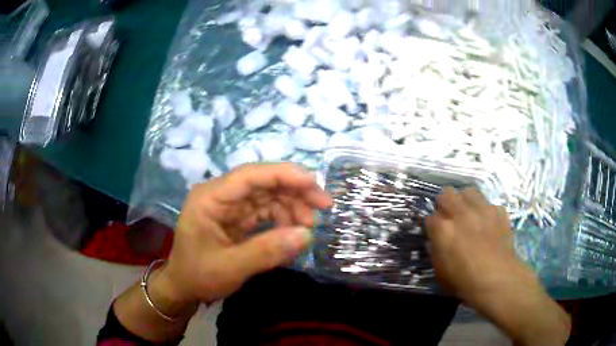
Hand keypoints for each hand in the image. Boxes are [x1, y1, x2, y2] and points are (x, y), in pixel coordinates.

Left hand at [158, 163, 332, 306]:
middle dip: (295, 191)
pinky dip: (283, 219)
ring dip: (292, 206)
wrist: (183, 287)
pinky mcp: (236, 217)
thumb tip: (307, 235)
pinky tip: (294, 233)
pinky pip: (264, 211)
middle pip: (263, 182)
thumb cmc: (198, 275)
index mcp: (210, 197)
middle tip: (324, 206)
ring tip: (309, 227)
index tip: (314, 183)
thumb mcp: (231, 268)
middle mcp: (220, 195)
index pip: (250, 175)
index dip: (284, 175)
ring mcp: (229, 205)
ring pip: (267, 195)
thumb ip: (267, 251)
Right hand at [425, 186, 521, 302]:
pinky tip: (488, 223)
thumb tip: (434, 242)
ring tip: (468, 213)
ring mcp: (482, 209)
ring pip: (468, 191)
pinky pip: (489, 204)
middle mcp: (461, 213)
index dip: (431, 225)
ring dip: (465, 200)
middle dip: (444, 203)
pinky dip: (486, 212)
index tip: (434, 232)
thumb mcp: (440, 273)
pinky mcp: (498, 211)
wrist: (497, 279)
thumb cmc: (464, 281)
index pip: (430, 217)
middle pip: (447, 194)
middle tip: (448, 217)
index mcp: (443, 228)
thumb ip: (435, 252)